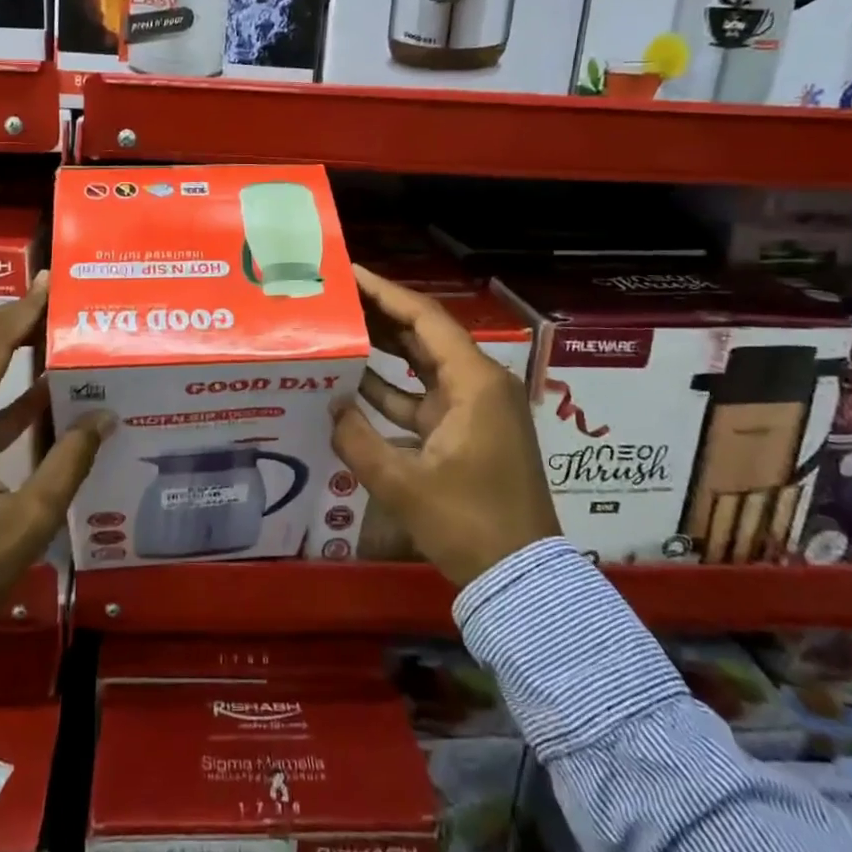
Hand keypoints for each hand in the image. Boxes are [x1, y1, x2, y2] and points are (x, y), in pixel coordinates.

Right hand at [331, 265, 561, 586]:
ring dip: (385, 348)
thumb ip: (358, 440)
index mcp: (475, 383)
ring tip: (341, 326)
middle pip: (426, 334)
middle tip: (338, 296)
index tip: (350, 273)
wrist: (520, 578)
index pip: (426, 319)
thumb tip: (331, 405)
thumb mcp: (404, 484)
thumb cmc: (469, 524)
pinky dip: (393, 389)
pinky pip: (424, 397)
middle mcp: (479, 384)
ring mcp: (474, 408)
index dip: (386, 292)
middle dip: (382, 313)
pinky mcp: (466, 431)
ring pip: (424, 364)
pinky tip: (353, 383)